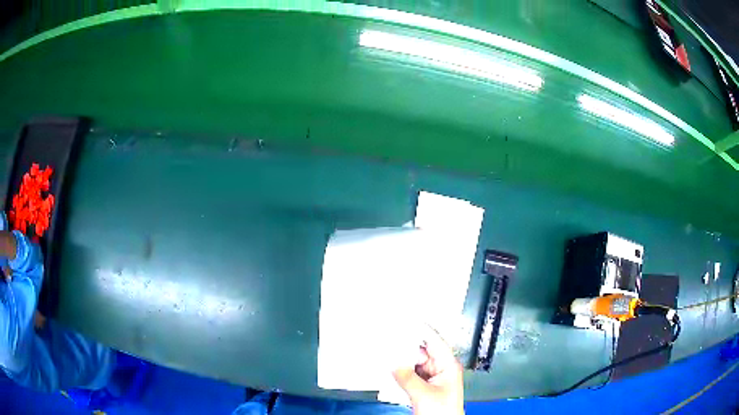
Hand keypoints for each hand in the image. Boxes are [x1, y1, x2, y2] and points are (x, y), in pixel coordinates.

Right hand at [392, 328, 463, 414]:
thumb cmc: (444, 412)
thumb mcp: (423, 394)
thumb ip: (407, 377)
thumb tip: (393, 364)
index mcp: (448, 365)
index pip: (435, 341)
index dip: (421, 330)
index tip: (407, 320)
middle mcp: (441, 369)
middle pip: (421, 352)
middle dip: (405, 349)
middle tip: (389, 344)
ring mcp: (432, 378)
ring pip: (414, 364)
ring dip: (402, 362)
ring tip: (387, 358)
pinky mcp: (423, 387)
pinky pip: (410, 374)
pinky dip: (401, 373)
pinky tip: (391, 371)